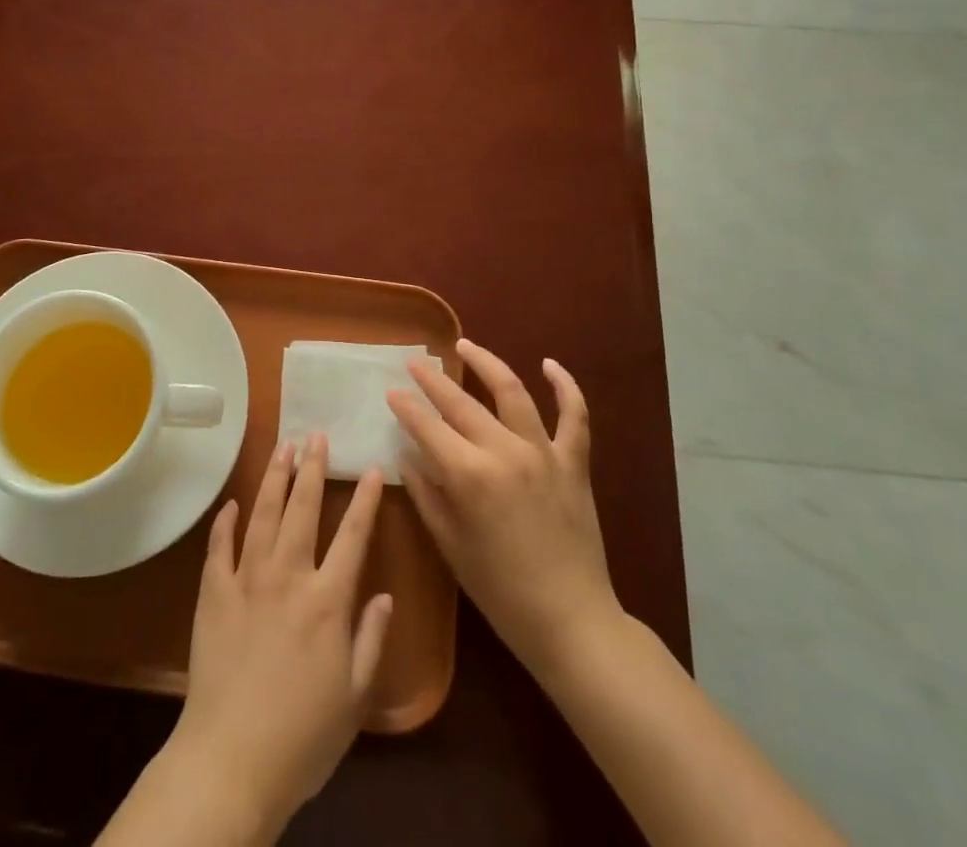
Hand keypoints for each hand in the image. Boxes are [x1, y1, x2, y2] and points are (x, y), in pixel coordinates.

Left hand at [165, 435, 391, 835]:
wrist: (232, 761)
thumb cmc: (303, 737)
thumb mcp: (354, 697)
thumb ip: (371, 639)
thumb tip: (385, 594)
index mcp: (327, 600)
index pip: (353, 536)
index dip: (365, 499)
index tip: (372, 467)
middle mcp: (288, 577)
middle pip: (302, 509)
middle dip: (312, 469)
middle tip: (316, 435)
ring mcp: (246, 581)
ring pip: (262, 515)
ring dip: (274, 478)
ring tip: (282, 448)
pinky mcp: (213, 594)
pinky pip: (219, 547)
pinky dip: (225, 522)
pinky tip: (231, 503)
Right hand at [388, 339, 619, 681]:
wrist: (572, 621)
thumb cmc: (501, 591)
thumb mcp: (451, 546)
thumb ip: (427, 494)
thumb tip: (407, 455)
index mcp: (470, 475)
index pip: (428, 427)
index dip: (406, 406)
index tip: (391, 390)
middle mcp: (505, 452)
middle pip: (461, 403)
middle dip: (433, 380)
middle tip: (414, 362)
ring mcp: (544, 453)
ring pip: (512, 391)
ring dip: (486, 363)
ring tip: (465, 346)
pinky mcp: (574, 463)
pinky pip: (574, 416)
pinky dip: (565, 386)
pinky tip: (549, 364)